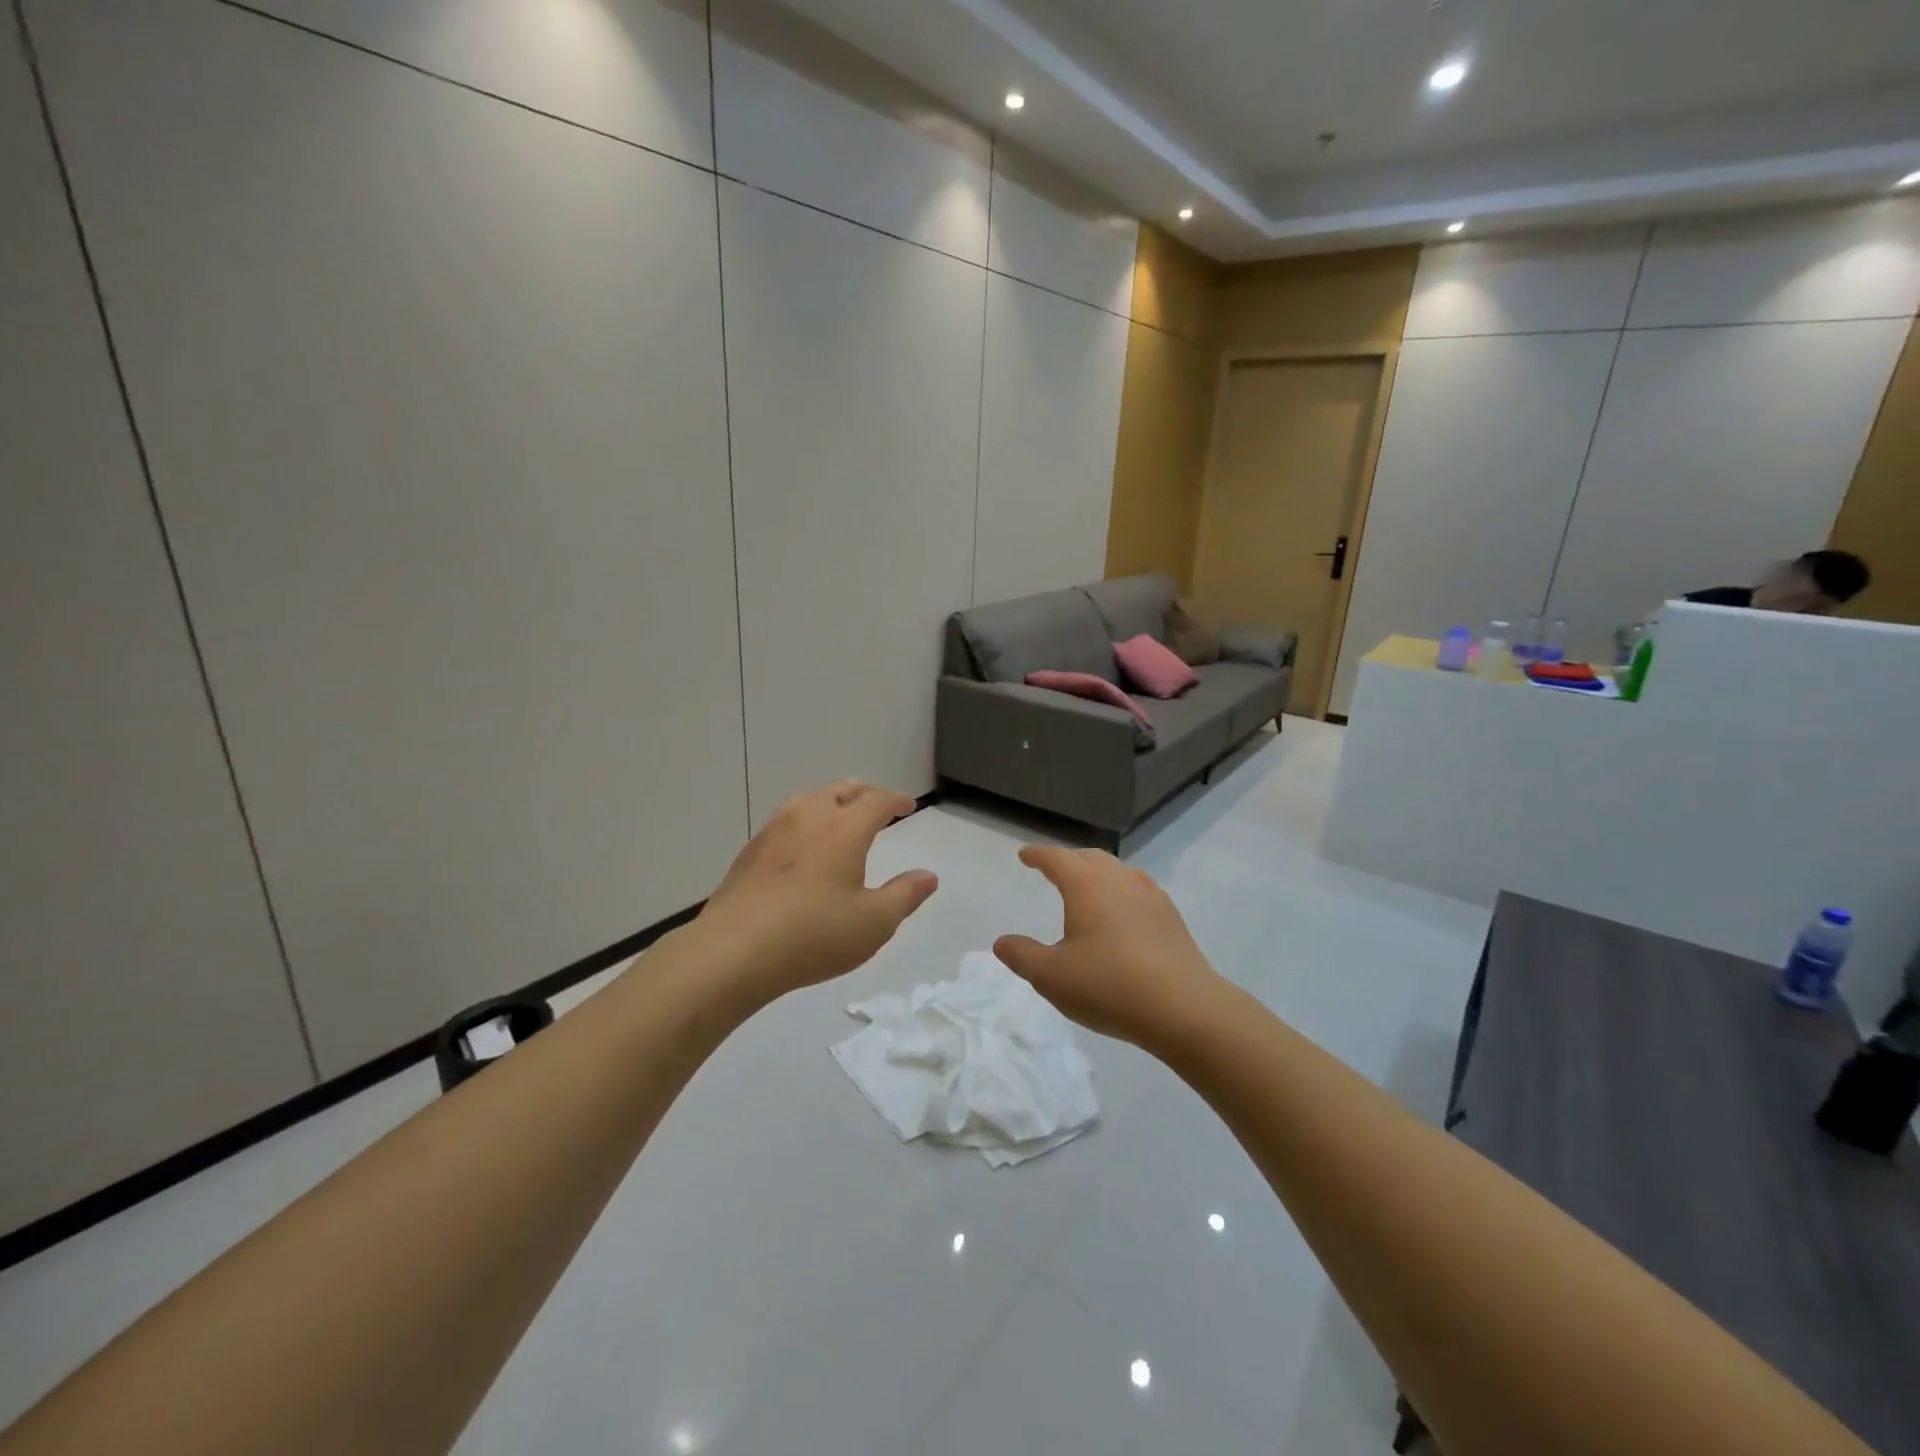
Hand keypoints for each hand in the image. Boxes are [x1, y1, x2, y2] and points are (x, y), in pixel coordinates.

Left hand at [695, 780, 937, 1004]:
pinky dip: (807, 820)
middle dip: (865, 793)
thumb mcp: (874, 922)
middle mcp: (809, 816)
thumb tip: (928, 875)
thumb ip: (905, 895)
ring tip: (842, 817)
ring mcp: (774, 830)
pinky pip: (787, 819)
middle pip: (842, 789)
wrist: (733, 951)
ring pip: (810, 799)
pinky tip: (805, 845)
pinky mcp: (751, 850)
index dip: (896, 800)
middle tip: (879, 805)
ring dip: (833, 801)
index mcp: (844, 828)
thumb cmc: (813, 935)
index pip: (877, 800)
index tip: (908, 805)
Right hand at [994, 846, 1226, 1048]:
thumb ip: (1023, 956)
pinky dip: (1122, 890)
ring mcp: (1150, 896)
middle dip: (1069, 860)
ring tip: (1088, 885)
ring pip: (1118, 871)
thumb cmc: (1108, 986)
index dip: (1038, 855)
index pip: (1057, 859)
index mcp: (1086, 885)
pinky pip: (1140, 889)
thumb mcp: (1051, 976)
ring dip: (1098, 872)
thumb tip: (1002, 942)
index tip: (1025, 855)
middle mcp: (1119, 880)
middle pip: (1090, 858)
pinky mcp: (1171, 917)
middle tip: (1054, 868)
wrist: (1183, 1007)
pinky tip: (1125, 911)